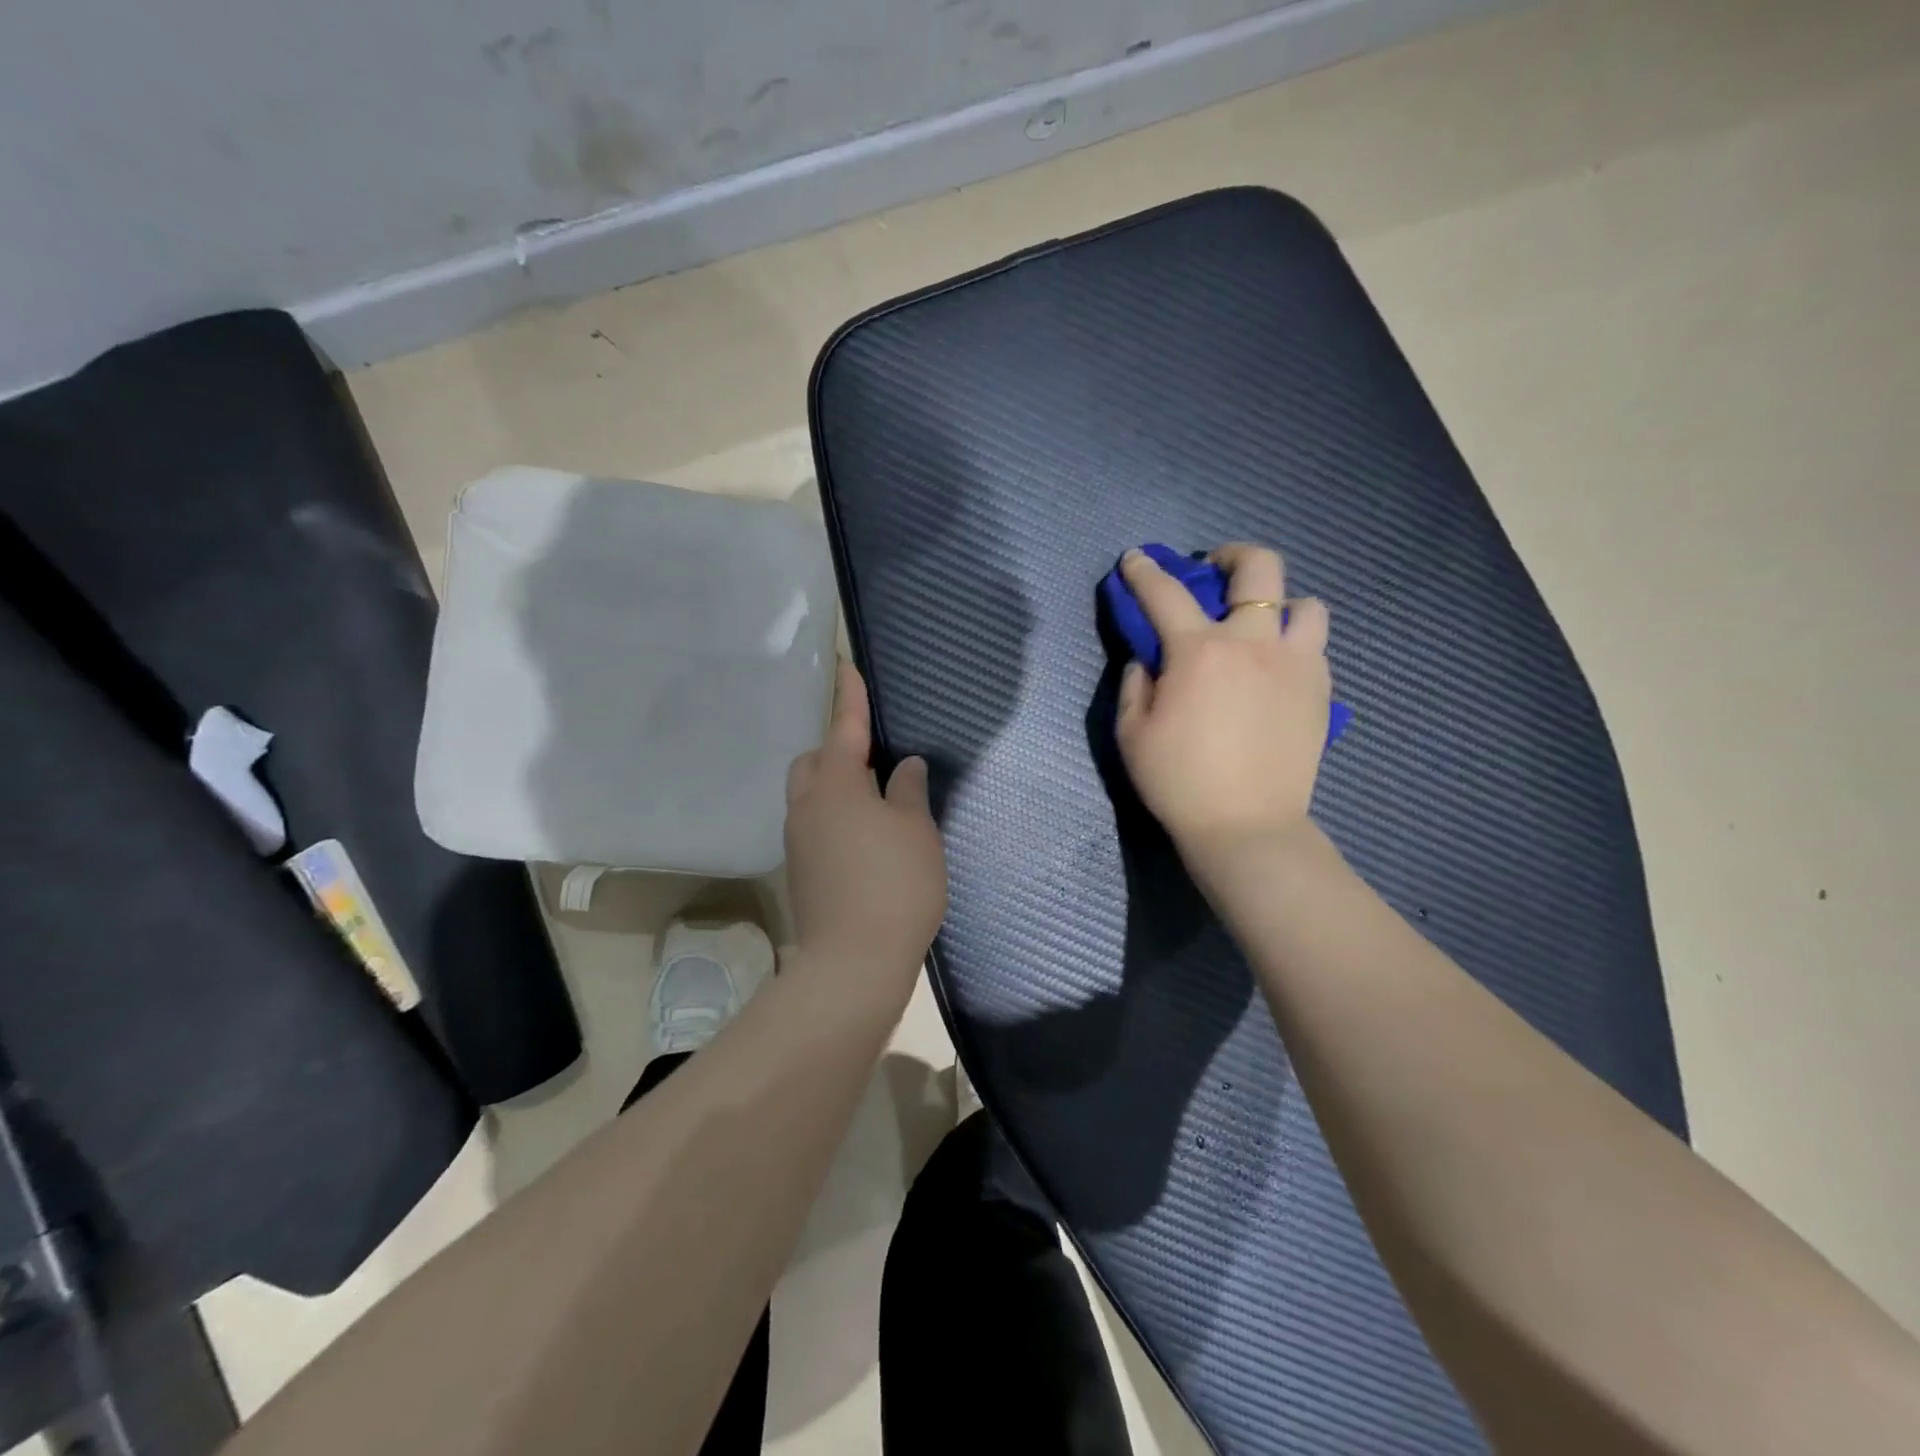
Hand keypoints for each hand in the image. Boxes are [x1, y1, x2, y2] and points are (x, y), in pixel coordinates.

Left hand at [784, 662, 947, 990]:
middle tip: (874, 761)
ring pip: (811, 796)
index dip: (850, 696)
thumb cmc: (895, 884)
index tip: (846, 665)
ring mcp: (799, 841)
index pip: (845, 727)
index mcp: (837, 786)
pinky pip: (815, 825)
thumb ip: (908, 790)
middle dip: (837, 750)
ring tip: (875, 803)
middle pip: (814, 762)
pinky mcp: (802, 871)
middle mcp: (808, 807)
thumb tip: (903, 767)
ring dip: (836, 787)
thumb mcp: (916, 830)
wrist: (853, 961)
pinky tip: (865, 839)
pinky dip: (835, 818)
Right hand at [1116, 543, 1331, 865]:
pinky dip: (1294, 643)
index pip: (1165, 592)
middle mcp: (1254, 643)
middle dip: (1232, 555)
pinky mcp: (1320, 690)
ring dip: (1278, 603)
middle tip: (1214, 571)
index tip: (1135, 559)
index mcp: (1199, 651)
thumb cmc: (1178, 781)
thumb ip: (1135, 683)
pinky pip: (1315, 646)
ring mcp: (1296, 664)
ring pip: (1305, 603)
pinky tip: (1274, 669)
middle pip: (1259, 567)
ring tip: (1258, 626)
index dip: (1144, 570)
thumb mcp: (1132, 733)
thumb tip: (1149, 658)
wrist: (1246, 826)